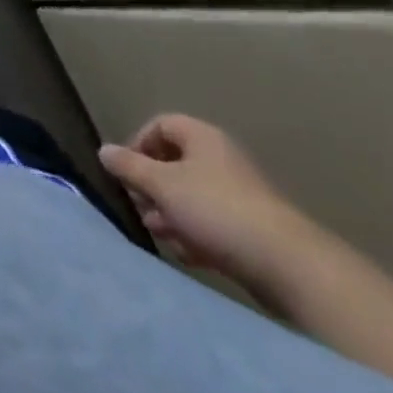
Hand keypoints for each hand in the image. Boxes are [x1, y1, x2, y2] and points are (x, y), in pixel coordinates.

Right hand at [98, 114, 321, 296]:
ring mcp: (239, 195)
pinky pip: (213, 224)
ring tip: (159, 233)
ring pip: (193, 196)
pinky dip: (195, 234)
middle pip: (176, 163)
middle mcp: (221, 159)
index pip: (161, 125)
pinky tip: (187, 254)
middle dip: (153, 185)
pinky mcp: (252, 230)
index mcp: (202, 137)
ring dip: (171, 213)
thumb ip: (130, 167)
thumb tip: (104, 150)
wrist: (288, 266)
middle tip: (139, 206)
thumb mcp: (162, 185)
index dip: (138, 143)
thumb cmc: (216, 210)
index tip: (127, 171)